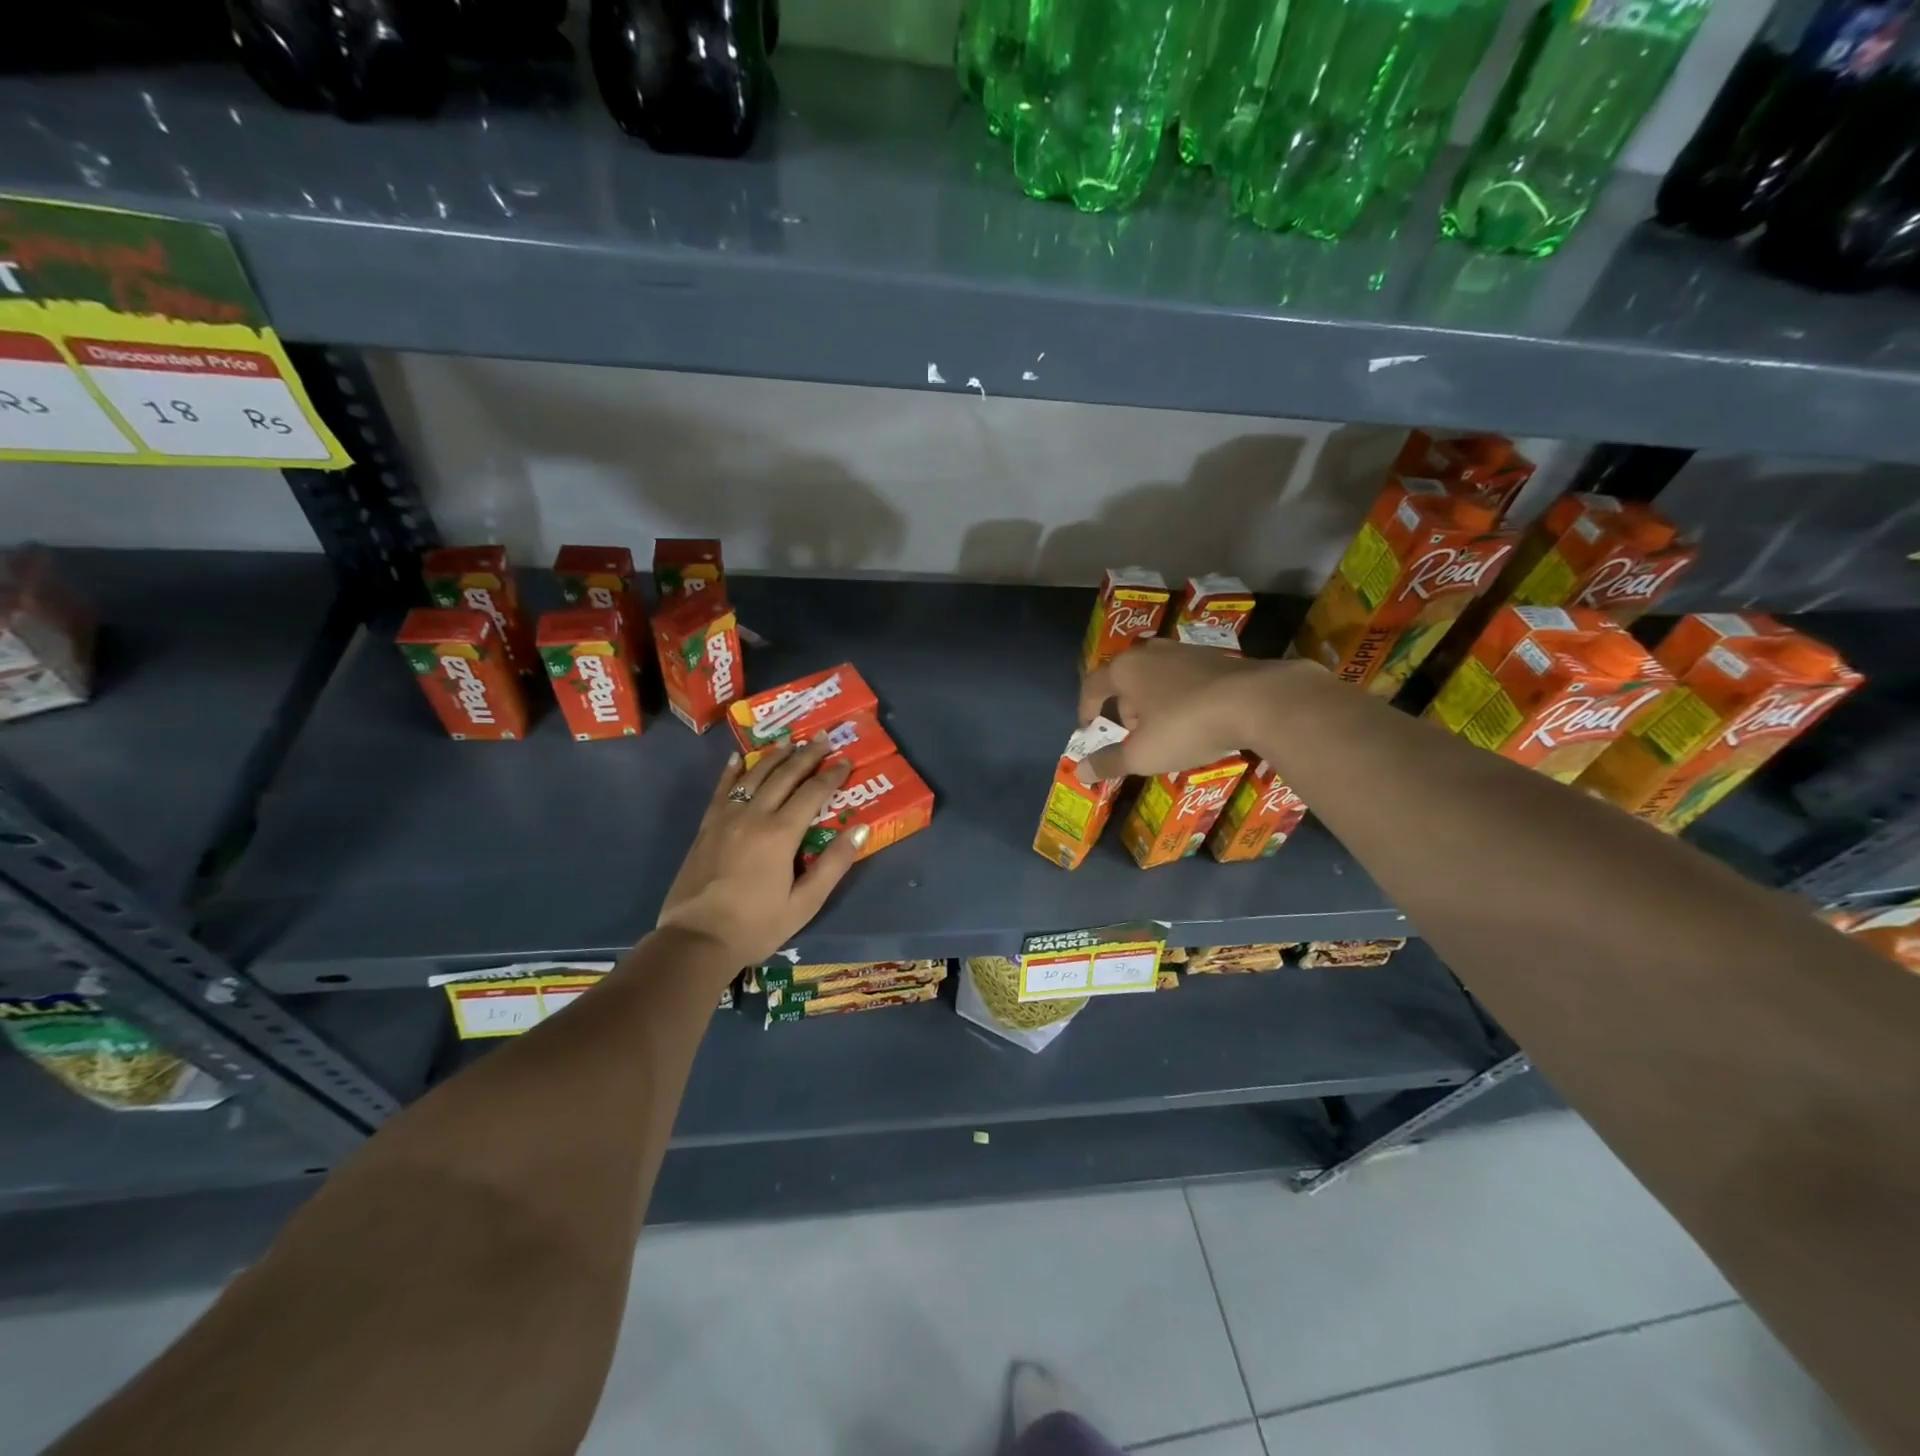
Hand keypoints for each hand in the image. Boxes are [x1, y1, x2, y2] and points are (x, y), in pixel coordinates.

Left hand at [655, 740, 867, 969]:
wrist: (696, 941)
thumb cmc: (757, 926)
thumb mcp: (805, 903)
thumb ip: (834, 864)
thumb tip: (860, 829)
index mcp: (781, 834)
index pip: (813, 794)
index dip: (831, 775)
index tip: (845, 760)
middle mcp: (754, 816)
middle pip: (784, 776)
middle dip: (806, 755)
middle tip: (822, 737)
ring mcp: (726, 819)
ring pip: (753, 776)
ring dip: (774, 756)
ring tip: (789, 741)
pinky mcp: (706, 828)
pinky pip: (722, 790)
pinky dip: (732, 772)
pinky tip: (738, 758)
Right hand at [1077, 641, 1306, 779]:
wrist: (1259, 701)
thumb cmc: (1186, 726)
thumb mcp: (1143, 754)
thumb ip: (1109, 762)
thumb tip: (1080, 772)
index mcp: (1126, 669)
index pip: (1093, 685)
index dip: (1086, 708)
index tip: (1088, 728)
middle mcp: (1151, 652)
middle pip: (1126, 679)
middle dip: (1124, 707)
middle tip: (1132, 735)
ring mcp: (1186, 651)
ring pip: (1157, 676)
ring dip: (1153, 701)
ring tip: (1165, 729)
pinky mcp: (1217, 657)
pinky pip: (1186, 678)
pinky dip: (1181, 696)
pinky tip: (1197, 718)